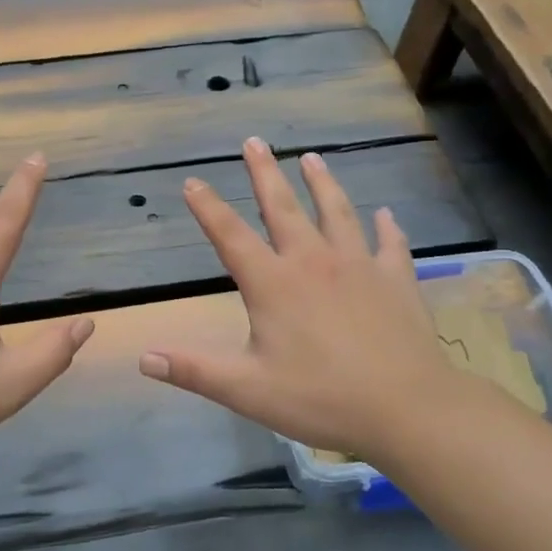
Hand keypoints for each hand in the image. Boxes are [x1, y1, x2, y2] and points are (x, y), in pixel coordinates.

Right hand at [139, 137, 462, 456]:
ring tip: (311, 157)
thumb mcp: (246, 390)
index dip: (208, 208)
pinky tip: (386, 214)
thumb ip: (194, 370)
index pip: (230, 236)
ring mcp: (358, 266)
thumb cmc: (321, 398)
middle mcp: (313, 262)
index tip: (192, 182)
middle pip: (283, 207)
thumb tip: (143, 358)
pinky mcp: (396, 279)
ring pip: (337, 212)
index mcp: (273, 284)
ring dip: (321, 183)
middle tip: (254, 141)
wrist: (408, 408)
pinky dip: (387, 227)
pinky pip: (390, 244)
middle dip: (264, 173)